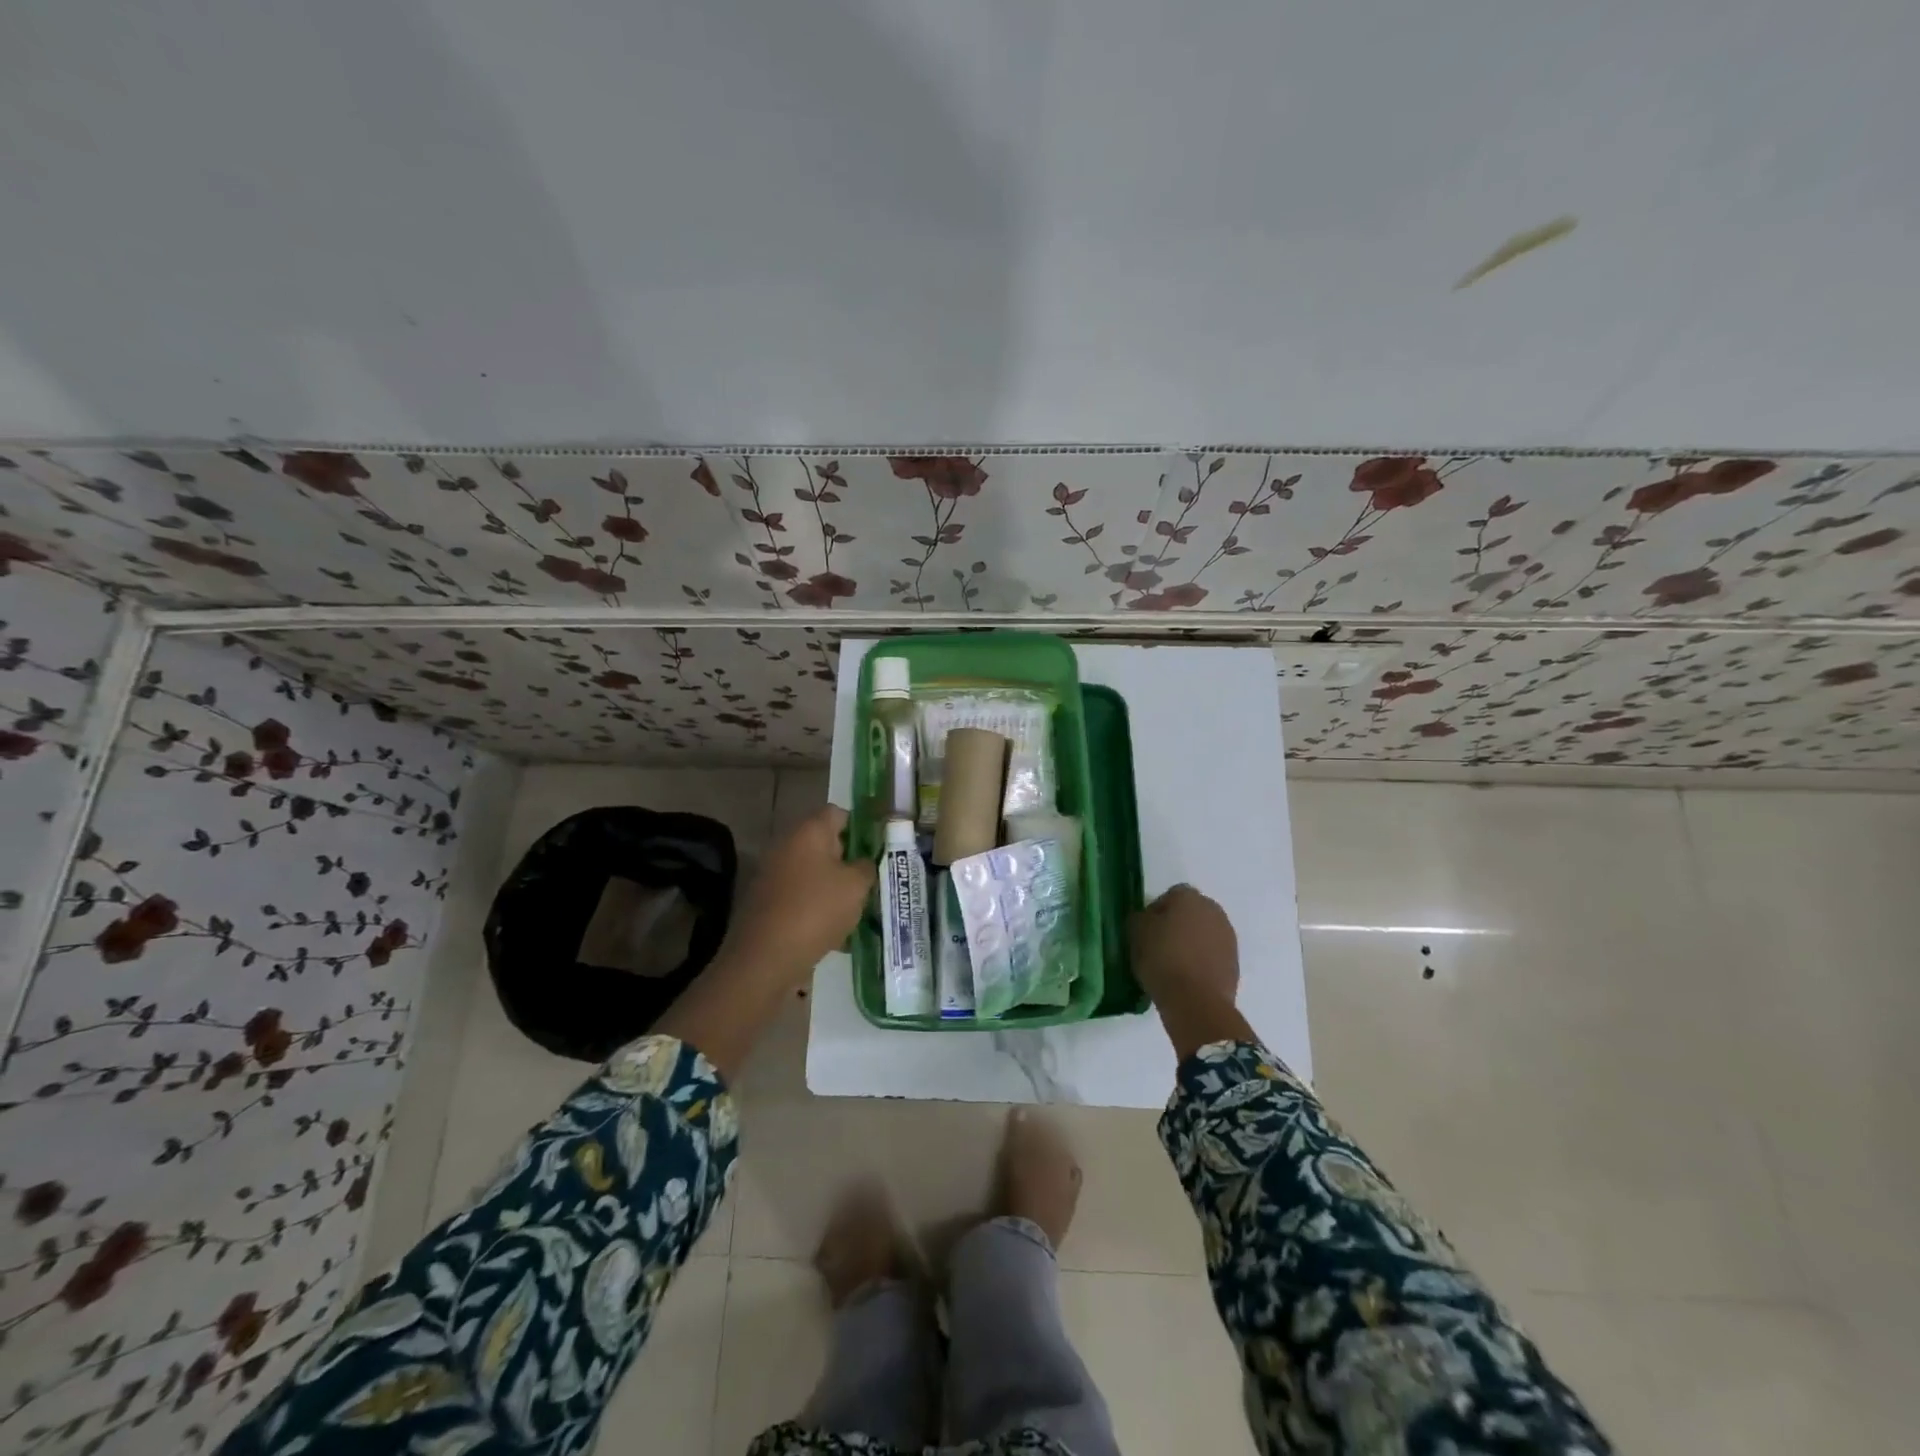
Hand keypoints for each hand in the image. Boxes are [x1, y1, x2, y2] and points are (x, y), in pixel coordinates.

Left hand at [720, 805, 875, 987]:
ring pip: (813, 873)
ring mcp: (772, 873)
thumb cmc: (816, 910)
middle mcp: (786, 845)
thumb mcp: (856, 887)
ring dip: (833, 887)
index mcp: (808, 831)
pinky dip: (816, 907)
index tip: (877, 849)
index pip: (838, 813)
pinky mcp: (766, 901)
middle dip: (848, 860)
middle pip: (824, 843)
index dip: (860, 827)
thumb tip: (863, 863)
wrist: (765, 957)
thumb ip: (866, 867)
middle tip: (870, 881)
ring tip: (856, 910)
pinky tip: (835, 932)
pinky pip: (800, 896)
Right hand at [1130, 884, 1238, 1007]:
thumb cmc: (1162, 959)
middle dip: (1177, 924)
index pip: (1170, 895)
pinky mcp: (1234, 962)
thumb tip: (1147, 918)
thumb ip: (1140, 918)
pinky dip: (1201, 960)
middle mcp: (1213, 911)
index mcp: (1189, 898)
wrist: (1196, 1001)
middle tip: (1158, 944)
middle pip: (1191, 913)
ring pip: (1204, 933)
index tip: (1145, 930)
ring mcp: (1228, 937)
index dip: (1156, 911)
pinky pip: (1212, 954)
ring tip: (1173, 964)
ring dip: (1191, 943)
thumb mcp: (1136, 933)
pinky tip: (1187, 977)